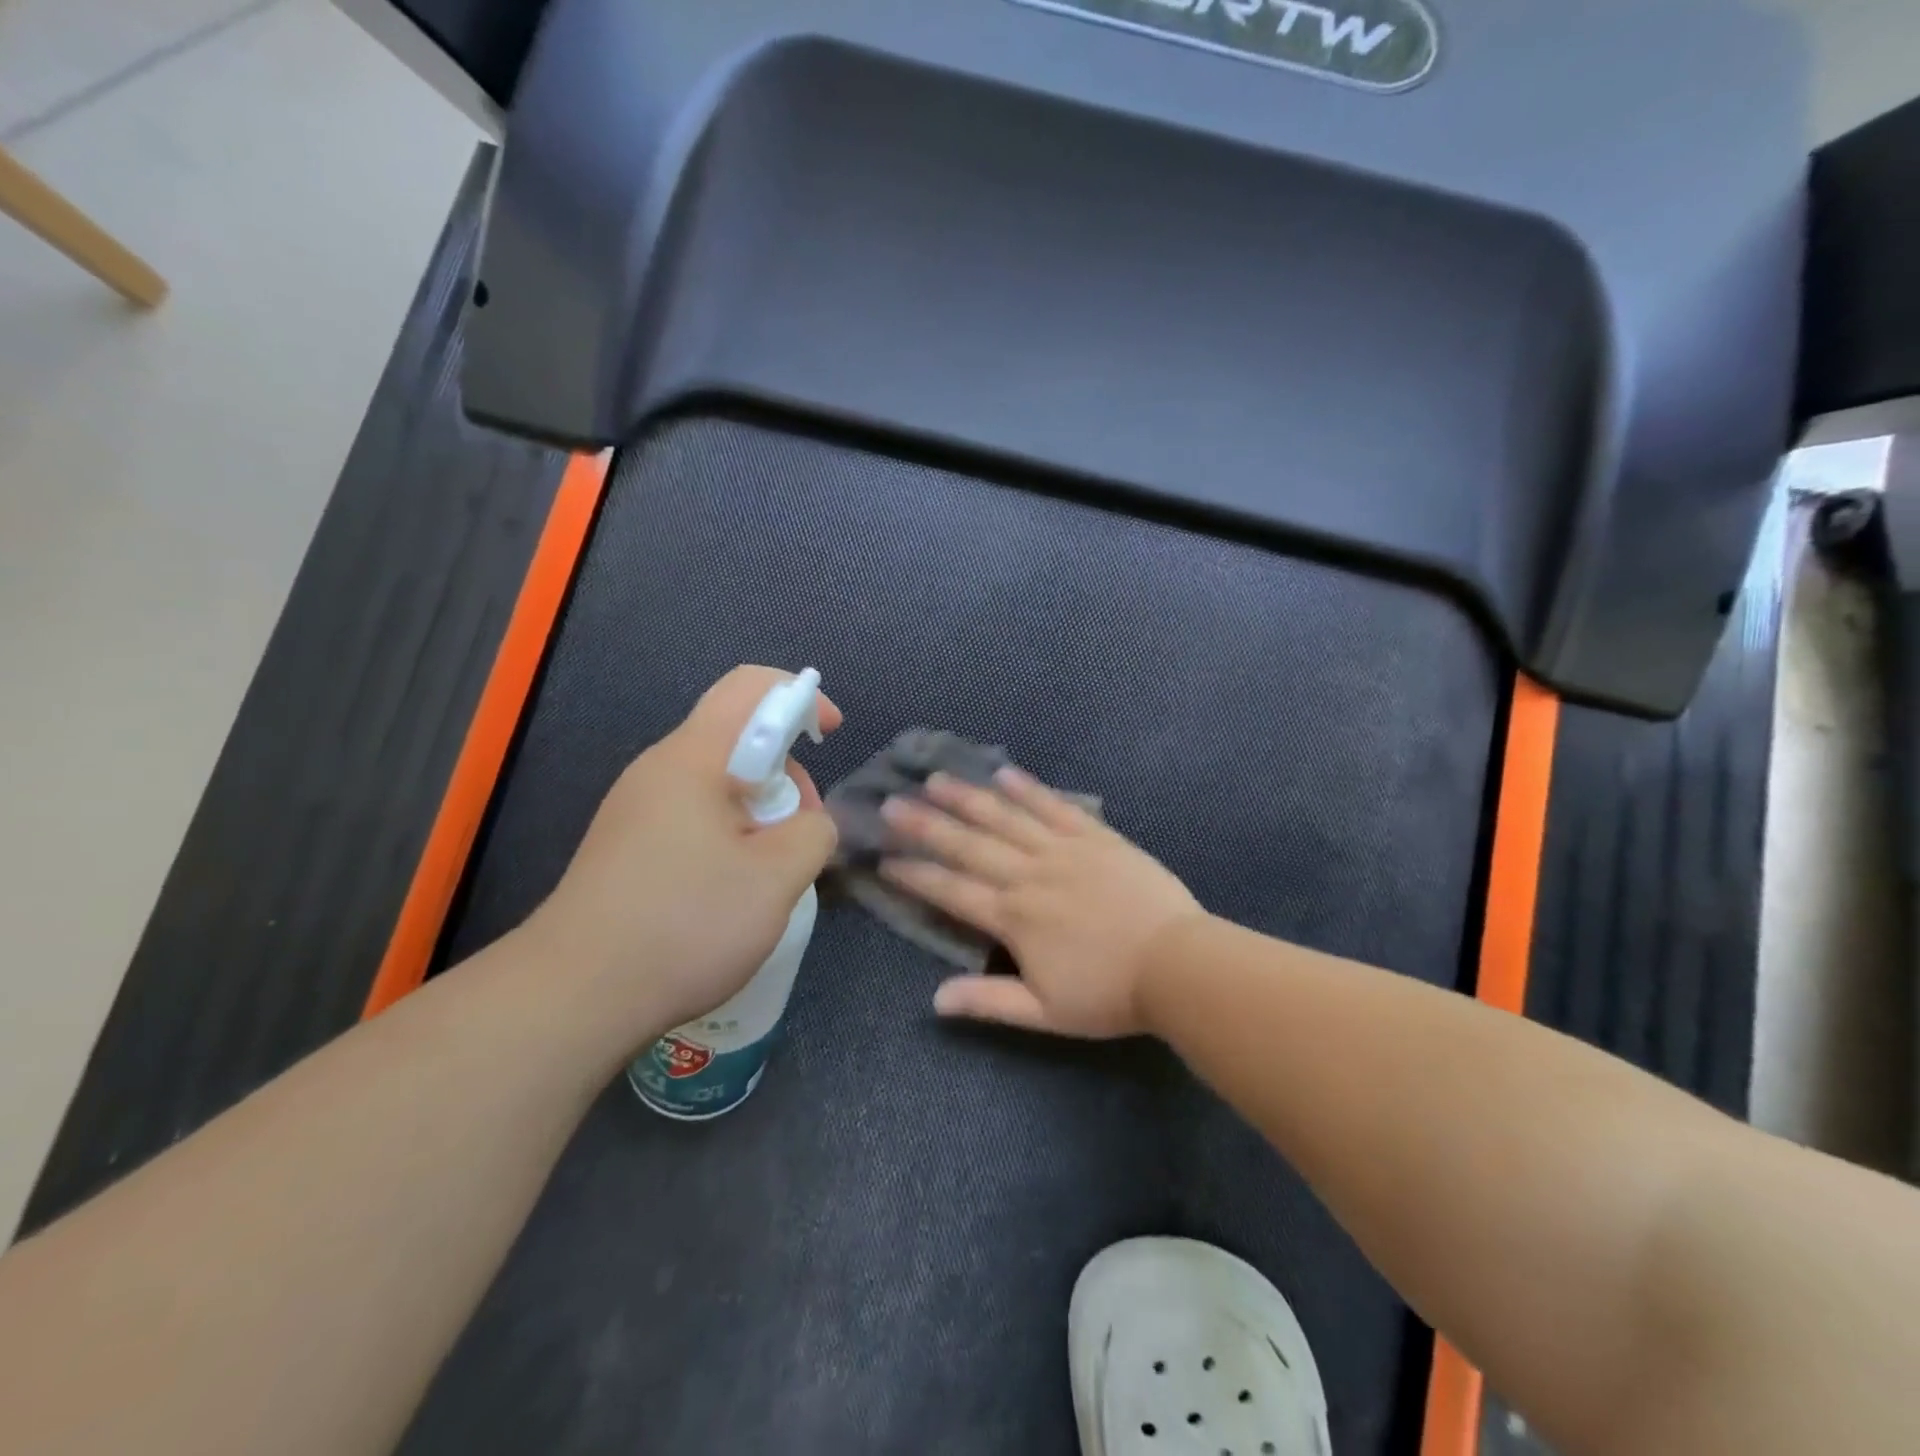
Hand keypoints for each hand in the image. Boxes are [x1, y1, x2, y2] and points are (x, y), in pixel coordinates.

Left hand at [526, 665, 840, 1043]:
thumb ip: (813, 832)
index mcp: (692, 758)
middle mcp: (658, 770)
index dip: (800, 697)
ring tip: (771, 870)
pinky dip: (730, 836)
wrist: (574, 996)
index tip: (830, 735)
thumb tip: (808, 822)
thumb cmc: (684, 923)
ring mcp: (636, 809)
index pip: (750, 686)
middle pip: (737, 739)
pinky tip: (733, 889)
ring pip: (717, 783)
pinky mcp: (627, 846)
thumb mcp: (776, 877)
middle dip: (785, 772)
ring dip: (760, 812)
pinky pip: (693, 817)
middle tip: (801, 832)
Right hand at [879, 767, 1203, 1037]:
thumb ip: (989, 1002)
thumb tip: (934, 1000)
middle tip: (893, 802)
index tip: (884, 858)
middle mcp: (1029, 875)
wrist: (1177, 964)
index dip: (916, 874)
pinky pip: (1055, 807)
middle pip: (969, 845)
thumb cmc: (1109, 994)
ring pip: (1005, 818)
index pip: (952, 891)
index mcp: (1013, 917)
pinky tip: (1005, 773)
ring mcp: (1062, 850)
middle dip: (927, 824)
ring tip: (937, 779)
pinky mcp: (1095, 837)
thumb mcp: (1045, 1012)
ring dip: (968, 797)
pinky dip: (1028, 789)